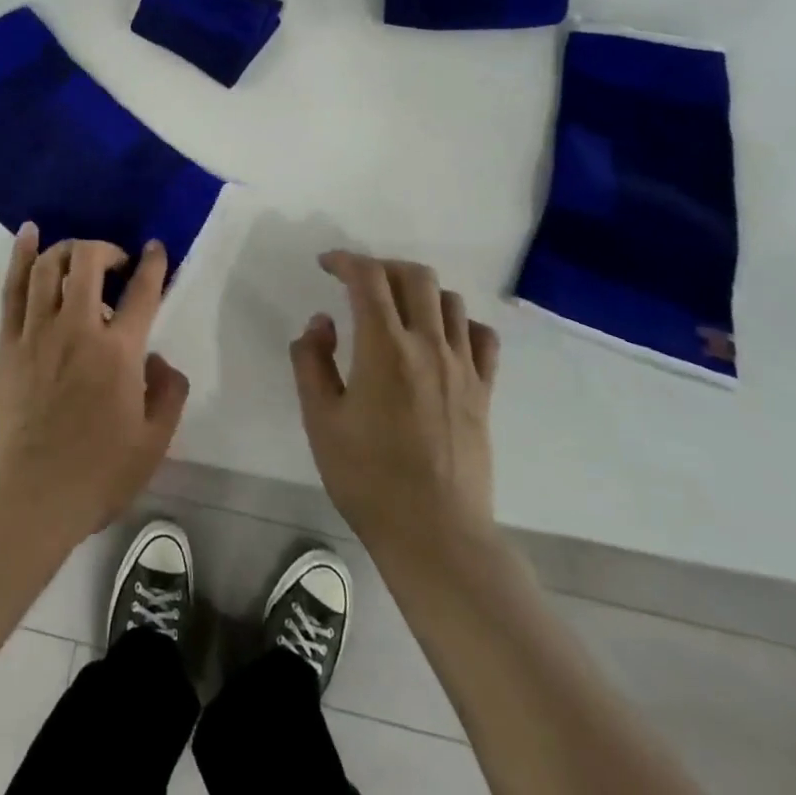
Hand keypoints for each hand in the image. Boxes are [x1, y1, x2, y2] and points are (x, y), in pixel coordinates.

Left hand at [0, 225, 189, 547]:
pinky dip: (21, 254)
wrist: (26, 501)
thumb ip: (168, 394)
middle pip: (89, 261)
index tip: (156, 249)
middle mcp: (77, 329)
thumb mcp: (153, 444)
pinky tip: (29, 233)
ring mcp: (37, 332)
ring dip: (69, 249)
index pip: (141, 292)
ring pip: (50, 266)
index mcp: (118, 353)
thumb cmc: (95, 476)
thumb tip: (160, 359)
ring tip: (81, 256)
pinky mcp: (8, 343)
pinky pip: (13, 286)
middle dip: (106, 249)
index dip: (153, 264)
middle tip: (116, 265)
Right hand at [291, 251, 500, 560]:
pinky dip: (458, 323)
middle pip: (415, 276)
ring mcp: (462, 367)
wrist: (435, 534)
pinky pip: (481, 336)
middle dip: (382, 267)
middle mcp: (428, 344)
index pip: (368, 277)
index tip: (326, 265)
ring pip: (449, 300)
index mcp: (384, 347)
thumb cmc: (367, 477)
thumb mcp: (320, 420)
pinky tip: (440, 339)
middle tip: (359, 284)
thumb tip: (322, 323)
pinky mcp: (483, 391)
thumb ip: (312, 361)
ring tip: (397, 311)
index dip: (345, 260)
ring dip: (419, 292)